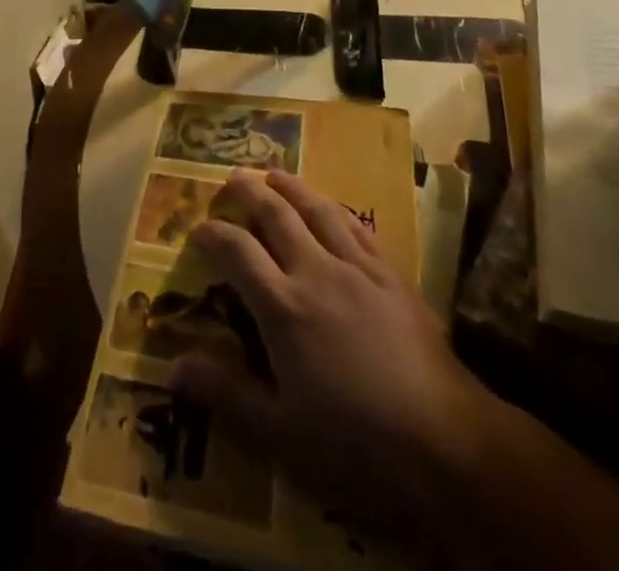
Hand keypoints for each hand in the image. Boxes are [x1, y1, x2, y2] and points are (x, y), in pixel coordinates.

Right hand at [169, 169, 491, 539]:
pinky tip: (331, 208)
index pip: (237, 251)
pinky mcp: (392, 275)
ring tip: (274, 173)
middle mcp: (315, 272)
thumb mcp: (280, 434)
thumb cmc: (355, 445)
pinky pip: (358, 227)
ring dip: (291, 187)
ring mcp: (358, 268)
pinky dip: (336, 209)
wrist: (446, 444)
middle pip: (275, 214)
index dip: (213, 233)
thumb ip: (226, 394)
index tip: (198, 229)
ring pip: (318, 210)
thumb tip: (172, 369)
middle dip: (249, 192)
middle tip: (231, 178)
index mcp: (282, 306)